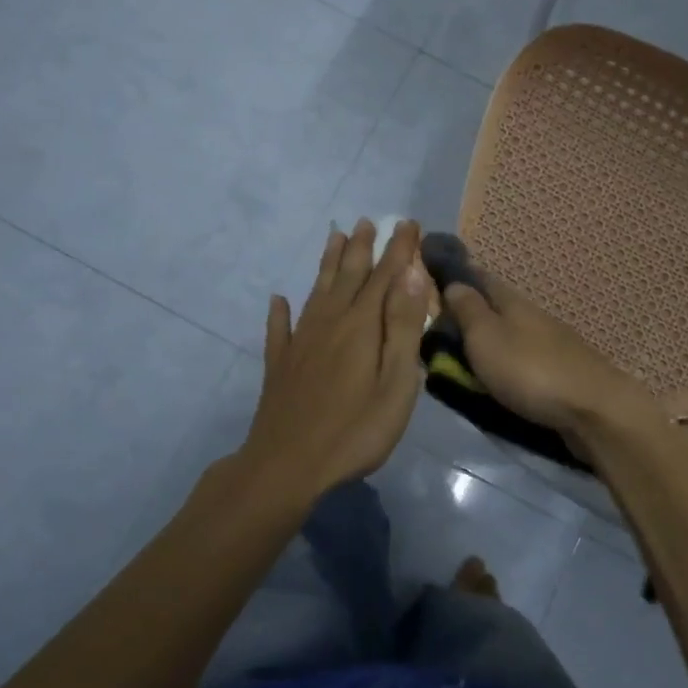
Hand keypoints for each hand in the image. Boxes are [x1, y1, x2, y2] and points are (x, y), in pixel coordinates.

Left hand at [238, 218, 430, 500]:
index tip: (406, 223)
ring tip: (334, 238)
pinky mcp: (280, 365)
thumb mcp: (395, 382)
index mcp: (361, 326)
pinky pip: (279, 329)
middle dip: (362, 248)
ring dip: (329, 264)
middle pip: (349, 276)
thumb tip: (411, 275)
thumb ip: (403, 327)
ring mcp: (300, 343)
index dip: (398, 250)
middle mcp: (329, 323)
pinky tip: (277, 300)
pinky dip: (280, 312)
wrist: (287, 466)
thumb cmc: (355, 430)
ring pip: (317, 292)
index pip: (385, 277)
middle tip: (367, 221)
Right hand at [440, 271, 657, 437]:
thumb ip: (468, 310)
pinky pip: (523, 359)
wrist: (592, 411)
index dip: (457, 275)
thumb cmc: (530, 370)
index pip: (480, 277)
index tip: (433, 276)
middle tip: (440, 322)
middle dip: (471, 309)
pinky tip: (498, 373)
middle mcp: (533, 316)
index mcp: (513, 302)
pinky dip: (506, 362)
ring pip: (511, 333)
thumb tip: (453, 283)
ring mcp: (551, 344)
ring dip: (490, 338)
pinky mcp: (561, 373)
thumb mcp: (486, 336)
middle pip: (496, 306)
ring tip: (463, 352)